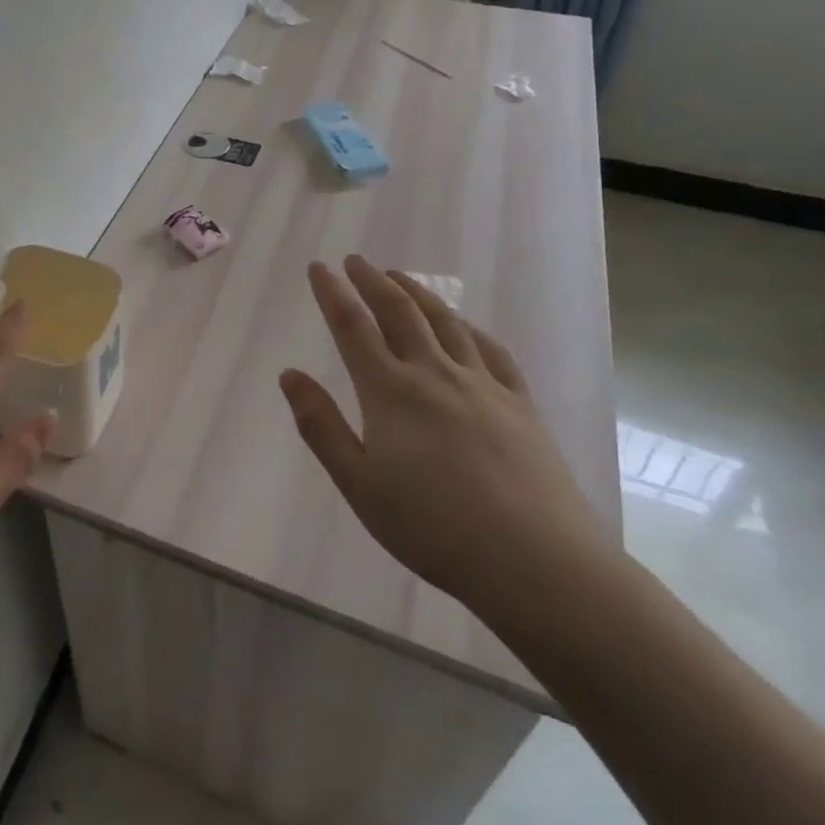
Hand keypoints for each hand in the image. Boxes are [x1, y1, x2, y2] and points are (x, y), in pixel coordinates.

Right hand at [280, 256, 609, 622]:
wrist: (536, 562)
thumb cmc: (433, 528)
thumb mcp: (359, 485)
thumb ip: (321, 426)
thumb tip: (289, 375)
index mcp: (390, 392)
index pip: (353, 327)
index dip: (332, 293)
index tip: (319, 267)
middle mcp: (434, 373)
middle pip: (399, 312)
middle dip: (372, 281)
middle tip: (355, 261)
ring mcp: (483, 385)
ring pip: (444, 322)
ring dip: (416, 293)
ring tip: (398, 276)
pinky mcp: (520, 403)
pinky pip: (490, 350)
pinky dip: (468, 327)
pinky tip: (462, 325)